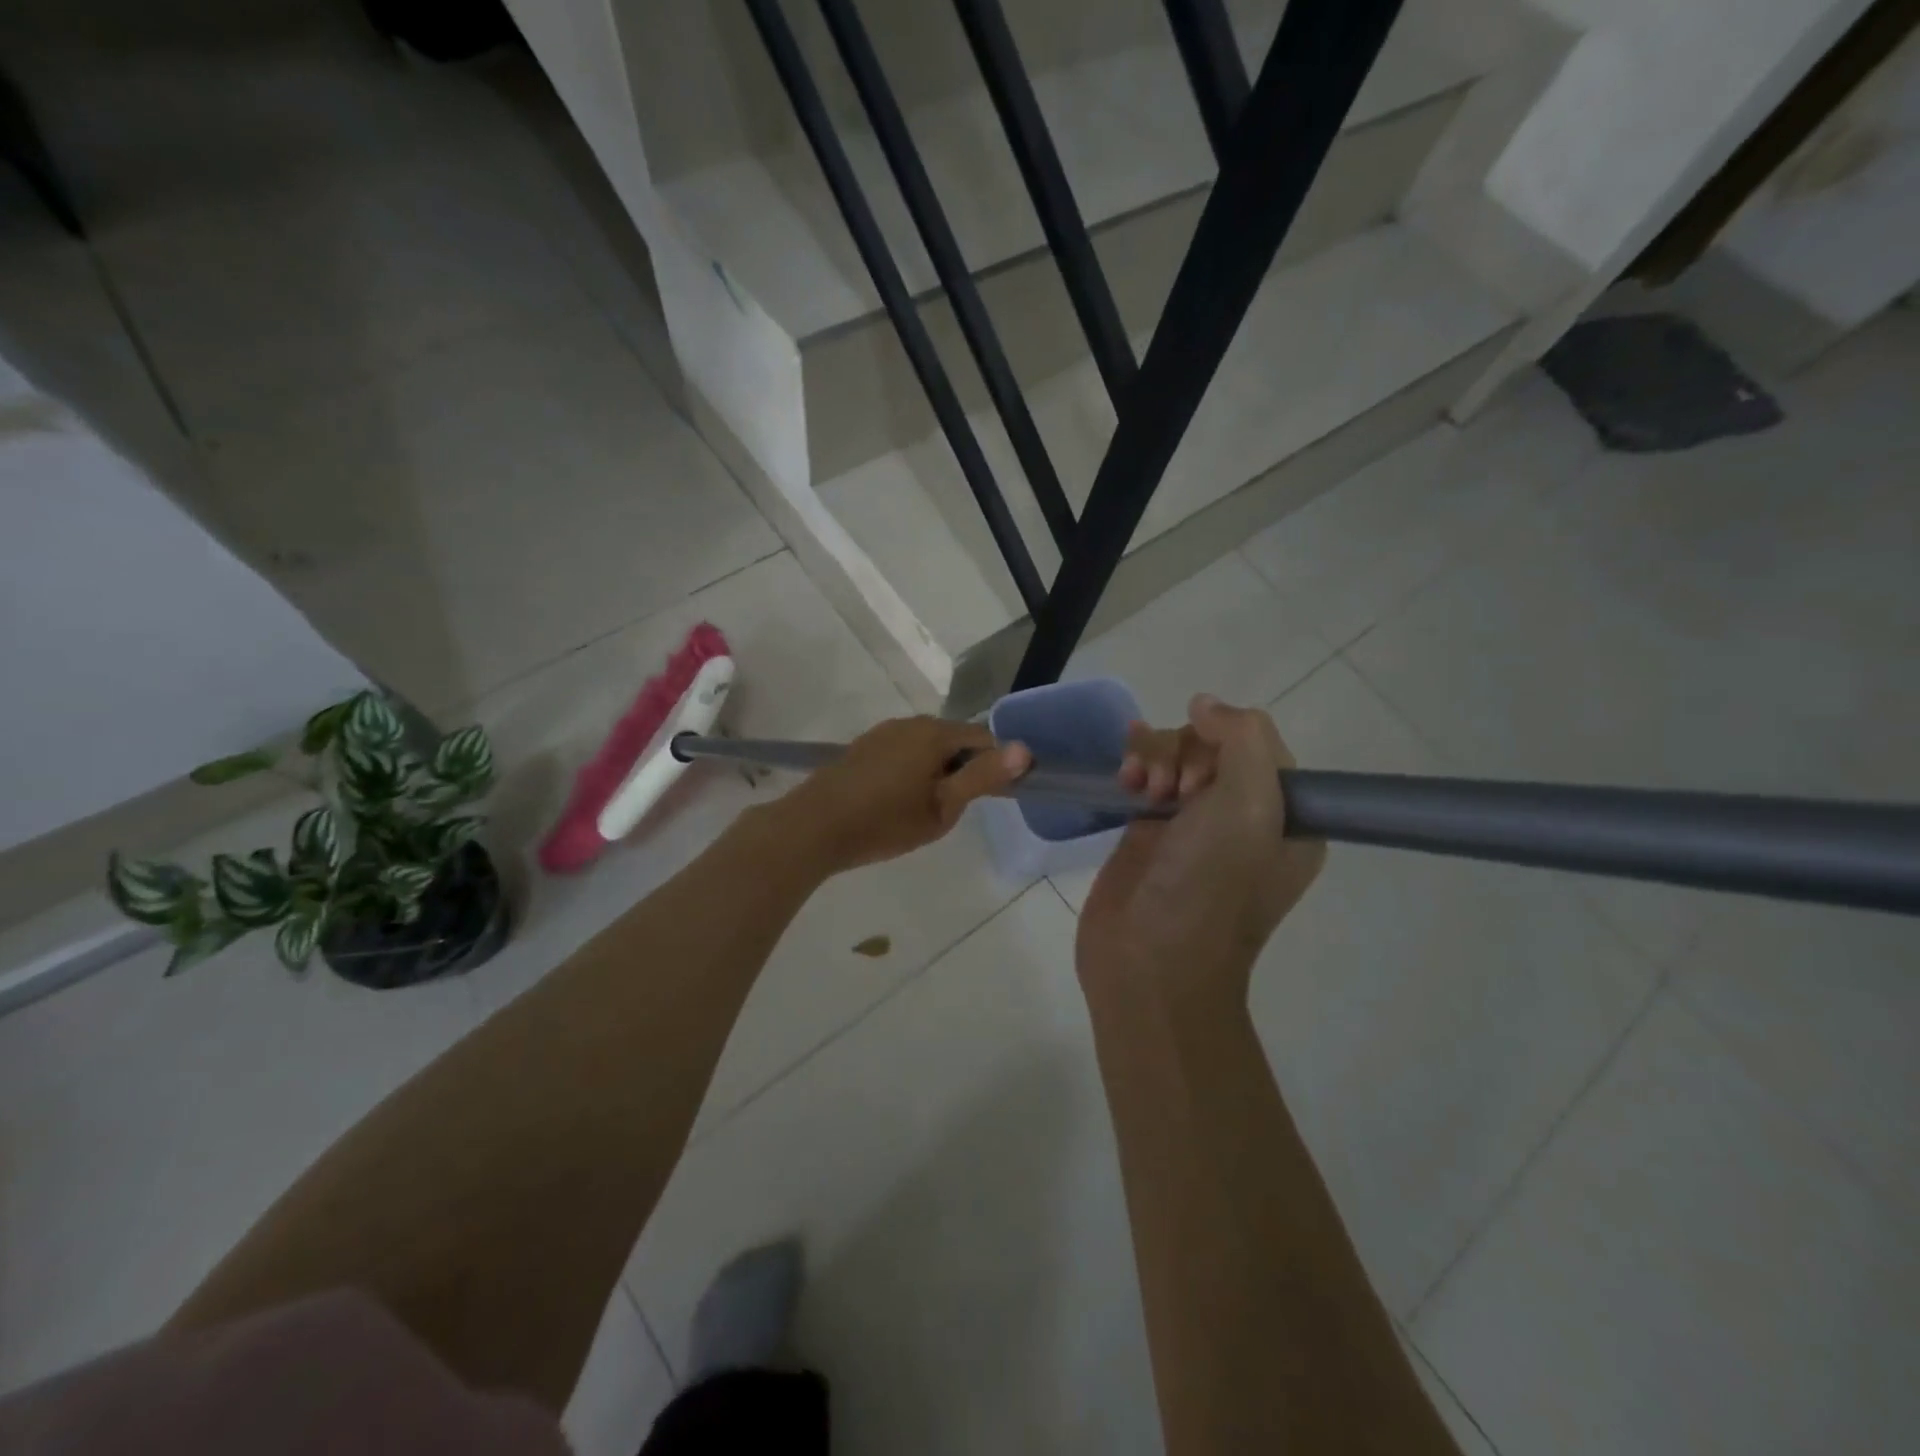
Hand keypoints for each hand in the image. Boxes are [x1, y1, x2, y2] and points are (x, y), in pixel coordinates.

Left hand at [776, 716, 1031, 874]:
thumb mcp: (942, 807)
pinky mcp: (864, 746)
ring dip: (937, 770)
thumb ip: (982, 777)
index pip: (985, 738)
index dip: (997, 766)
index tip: (994, 798)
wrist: (814, 827)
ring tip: (926, 809)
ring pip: (928, 746)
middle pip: (955, 740)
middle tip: (956, 809)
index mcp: (935, 733)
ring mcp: (884, 732)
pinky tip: (898, 800)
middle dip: (964, 768)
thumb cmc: (884, 822)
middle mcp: (911, 723)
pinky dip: (913, 770)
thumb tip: (1024, 749)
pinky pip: (904, 752)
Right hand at [1079, 695, 1324, 1011]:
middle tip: (1173, 793)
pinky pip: (1146, 773)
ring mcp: (1192, 822)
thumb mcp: (1250, 807)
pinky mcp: (1149, 829)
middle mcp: (1242, 815)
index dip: (1227, 743)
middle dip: (1185, 753)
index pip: (1259, 743)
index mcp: (1286, 816)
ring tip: (1140, 789)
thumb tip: (1206, 703)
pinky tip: (1122, 780)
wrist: (1149, 962)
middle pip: (1212, 743)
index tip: (1204, 778)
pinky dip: (1135, 766)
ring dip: (1155, 756)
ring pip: (1175, 753)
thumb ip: (1243, 738)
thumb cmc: (1209, 889)